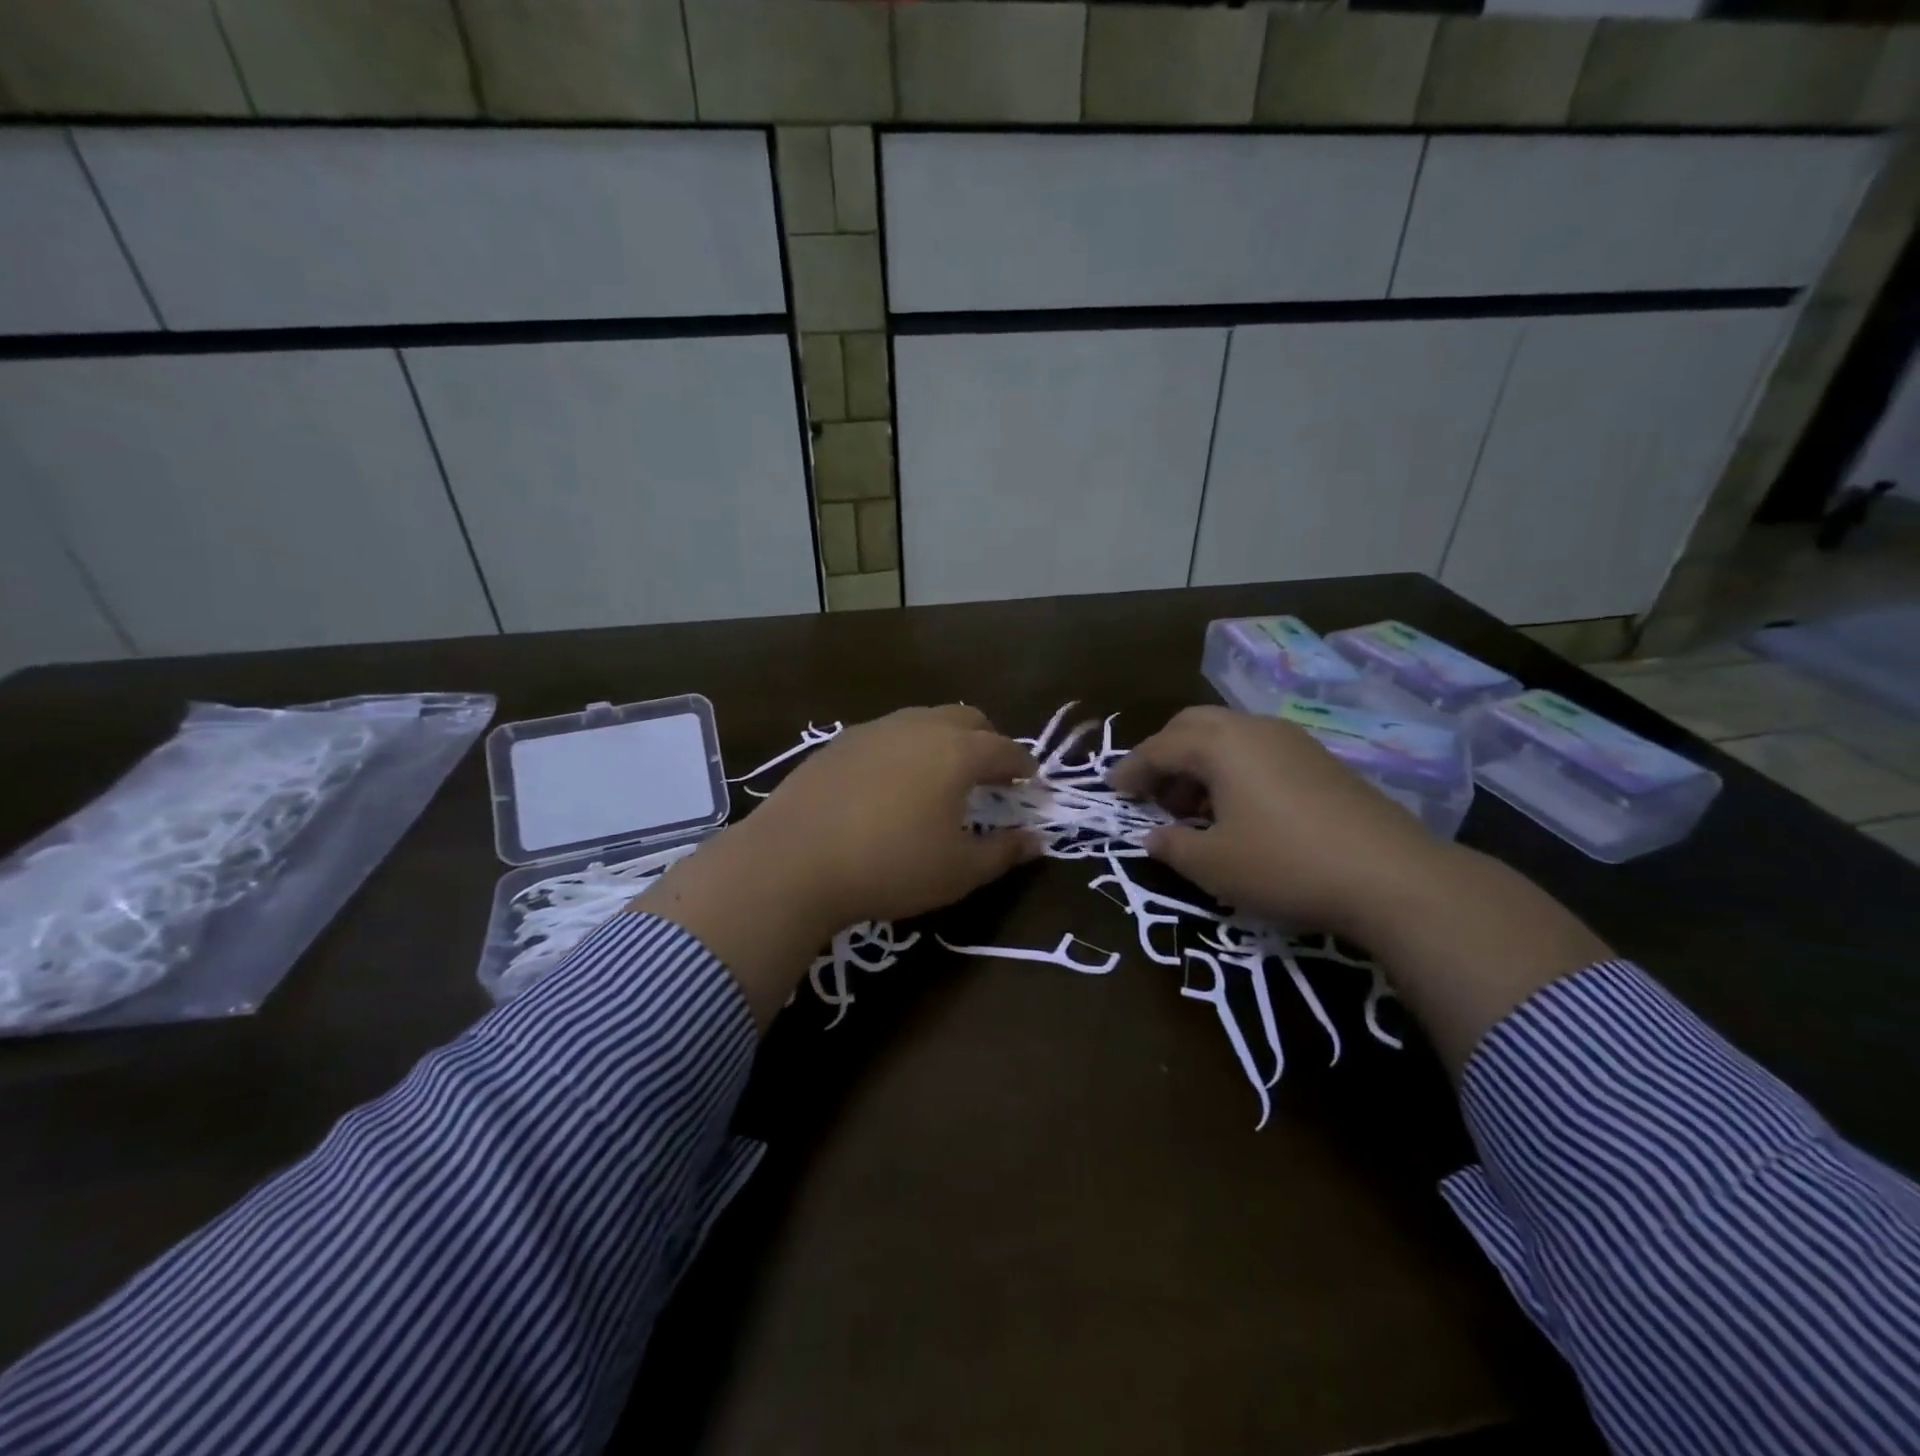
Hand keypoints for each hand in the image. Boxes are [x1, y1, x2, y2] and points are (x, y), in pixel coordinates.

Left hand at [637, 706, 1039, 1028]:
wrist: (794, 860)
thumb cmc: (890, 867)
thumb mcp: (958, 871)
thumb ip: (1004, 852)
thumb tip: (1036, 840)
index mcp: (956, 752)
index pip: (1004, 749)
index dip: (1023, 766)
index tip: (1030, 783)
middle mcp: (918, 727)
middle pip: (967, 718)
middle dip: (988, 741)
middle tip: (991, 775)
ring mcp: (874, 730)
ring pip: (924, 720)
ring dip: (945, 740)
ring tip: (943, 776)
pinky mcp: (838, 743)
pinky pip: (888, 734)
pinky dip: (907, 749)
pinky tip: (893, 783)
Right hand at [1107, 705, 1442, 937]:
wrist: (1391, 876)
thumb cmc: (1284, 865)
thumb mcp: (1213, 864)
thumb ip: (1172, 846)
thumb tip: (1152, 836)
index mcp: (1221, 745)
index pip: (1160, 747)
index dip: (1131, 770)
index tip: (1112, 790)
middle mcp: (1254, 729)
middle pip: (1193, 726)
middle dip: (1164, 755)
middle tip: (1151, 792)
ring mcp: (1292, 741)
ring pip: (1228, 736)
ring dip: (1199, 763)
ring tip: (1192, 807)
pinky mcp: (1321, 761)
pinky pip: (1258, 751)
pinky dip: (1233, 770)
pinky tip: (1238, 810)